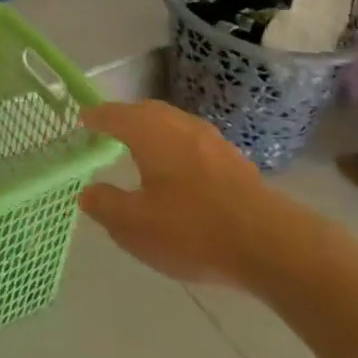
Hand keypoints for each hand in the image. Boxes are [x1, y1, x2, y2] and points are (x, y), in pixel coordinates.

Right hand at [79, 102, 313, 289]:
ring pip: (174, 125)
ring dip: (154, 131)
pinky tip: (180, 172)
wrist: (273, 246)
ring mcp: (212, 142)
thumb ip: (106, 206)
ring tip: (143, 149)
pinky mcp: (236, 162)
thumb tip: (88, 192)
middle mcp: (180, 126)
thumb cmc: (192, 229)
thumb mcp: (135, 226)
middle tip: (110, 129)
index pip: (115, 115)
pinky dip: (178, 148)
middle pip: (146, 112)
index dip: (97, 117)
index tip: (83, 118)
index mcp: (150, 133)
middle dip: (126, 117)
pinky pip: (195, 143)